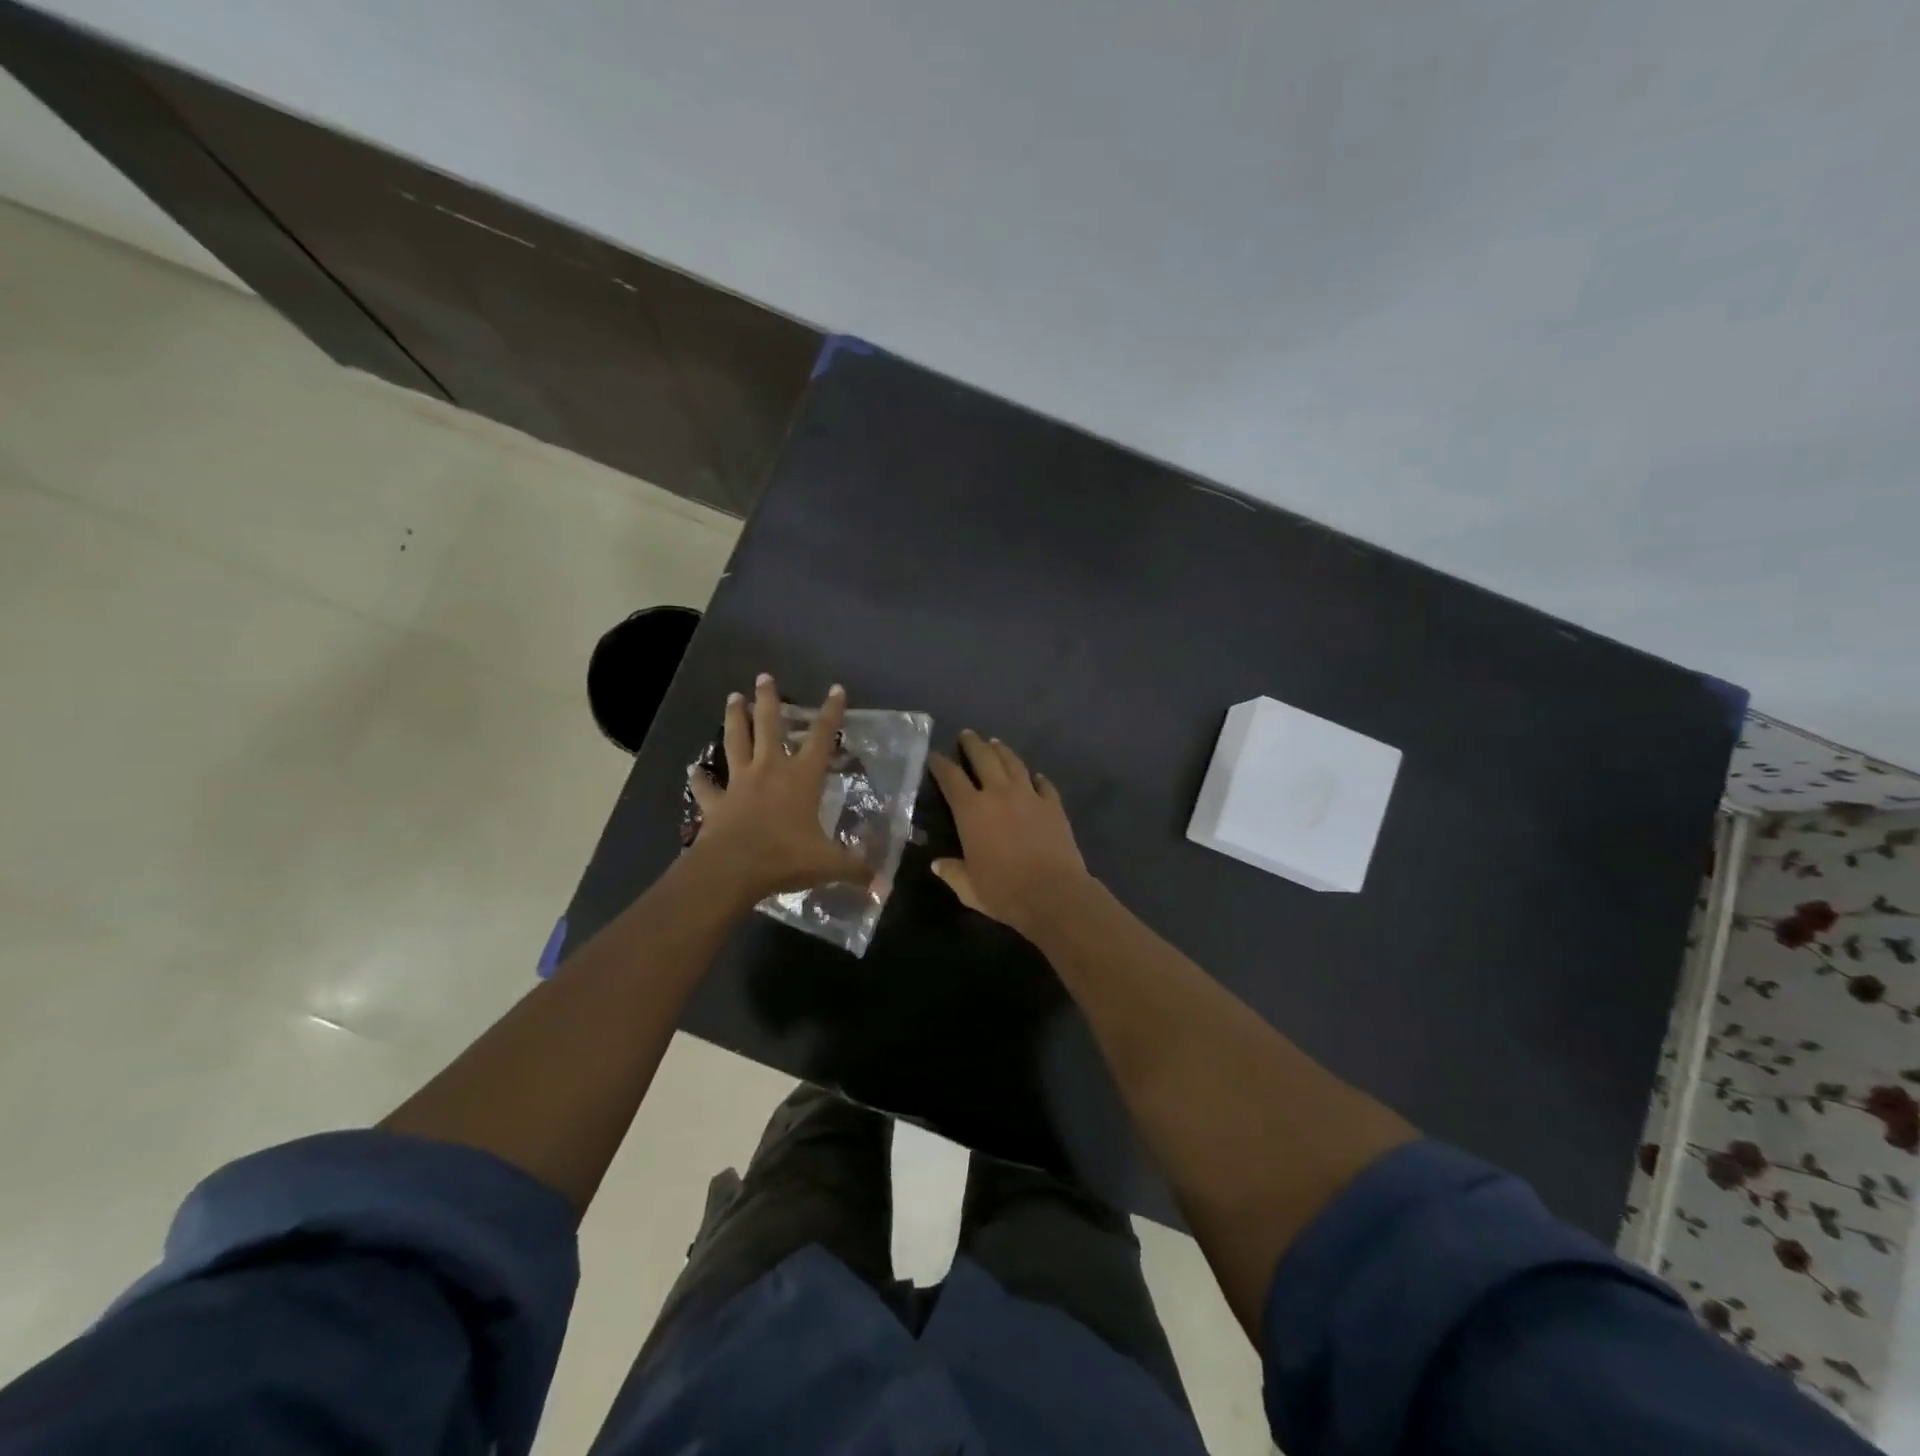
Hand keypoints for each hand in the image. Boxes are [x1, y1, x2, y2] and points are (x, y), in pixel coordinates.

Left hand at [686, 675, 873, 903]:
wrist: (732, 869)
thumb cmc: (784, 857)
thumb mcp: (828, 864)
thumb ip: (856, 869)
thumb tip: (884, 886)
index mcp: (801, 777)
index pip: (821, 737)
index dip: (831, 712)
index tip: (836, 689)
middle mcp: (770, 770)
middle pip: (769, 726)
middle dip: (768, 699)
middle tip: (764, 676)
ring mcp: (739, 783)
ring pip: (736, 742)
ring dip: (734, 718)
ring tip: (732, 697)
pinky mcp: (716, 803)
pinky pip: (706, 786)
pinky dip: (700, 778)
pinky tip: (694, 770)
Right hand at [927, 729, 1091, 935]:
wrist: (1053, 893)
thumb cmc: (1003, 891)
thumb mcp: (968, 887)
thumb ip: (952, 872)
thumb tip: (938, 864)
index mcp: (971, 811)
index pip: (951, 778)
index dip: (941, 764)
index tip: (934, 756)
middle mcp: (999, 794)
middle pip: (984, 758)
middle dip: (973, 744)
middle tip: (967, 734)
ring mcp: (1029, 796)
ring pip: (1014, 763)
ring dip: (1002, 751)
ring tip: (995, 743)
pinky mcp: (1053, 805)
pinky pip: (1044, 784)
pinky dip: (1036, 778)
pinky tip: (1035, 776)